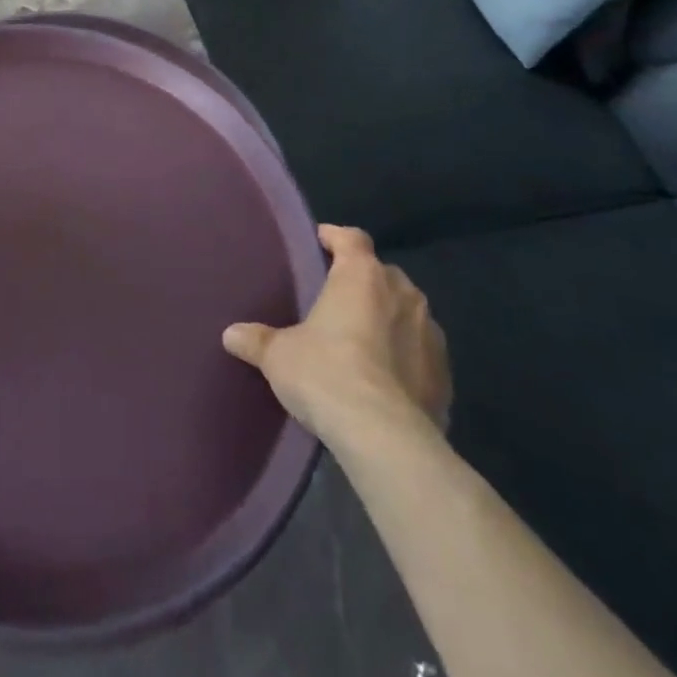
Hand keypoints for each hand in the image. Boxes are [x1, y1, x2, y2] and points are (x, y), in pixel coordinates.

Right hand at [222, 225, 450, 446]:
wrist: (386, 439)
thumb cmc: (327, 374)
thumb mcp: (278, 356)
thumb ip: (256, 340)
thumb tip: (230, 335)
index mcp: (362, 276)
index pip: (352, 238)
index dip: (335, 237)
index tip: (320, 243)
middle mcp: (403, 294)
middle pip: (382, 273)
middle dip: (362, 281)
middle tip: (336, 299)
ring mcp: (431, 335)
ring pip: (407, 312)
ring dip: (388, 318)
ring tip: (363, 339)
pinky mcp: (446, 376)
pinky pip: (422, 352)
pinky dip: (406, 356)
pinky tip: (386, 378)